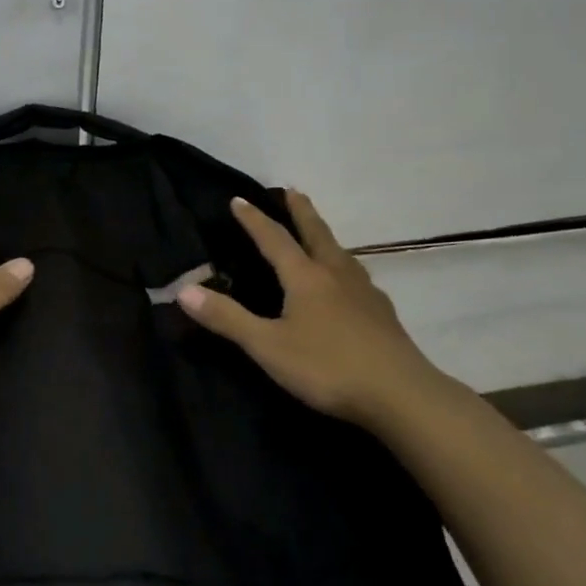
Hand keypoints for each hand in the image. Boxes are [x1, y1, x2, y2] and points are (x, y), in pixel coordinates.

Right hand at [178, 190, 444, 424]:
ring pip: (341, 253)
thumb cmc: (327, 367)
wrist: (402, 395)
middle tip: (292, 191)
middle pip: (316, 233)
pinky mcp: (382, 314)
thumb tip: (183, 290)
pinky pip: (356, 276)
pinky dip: (343, 266)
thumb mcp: (267, 346)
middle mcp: (335, 274)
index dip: (254, 220)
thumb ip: (226, 318)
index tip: (239, 199)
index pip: (274, 239)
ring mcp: (364, 293)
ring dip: (324, 236)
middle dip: (301, 212)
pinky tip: (348, 283)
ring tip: (318, 233)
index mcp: (305, 277)